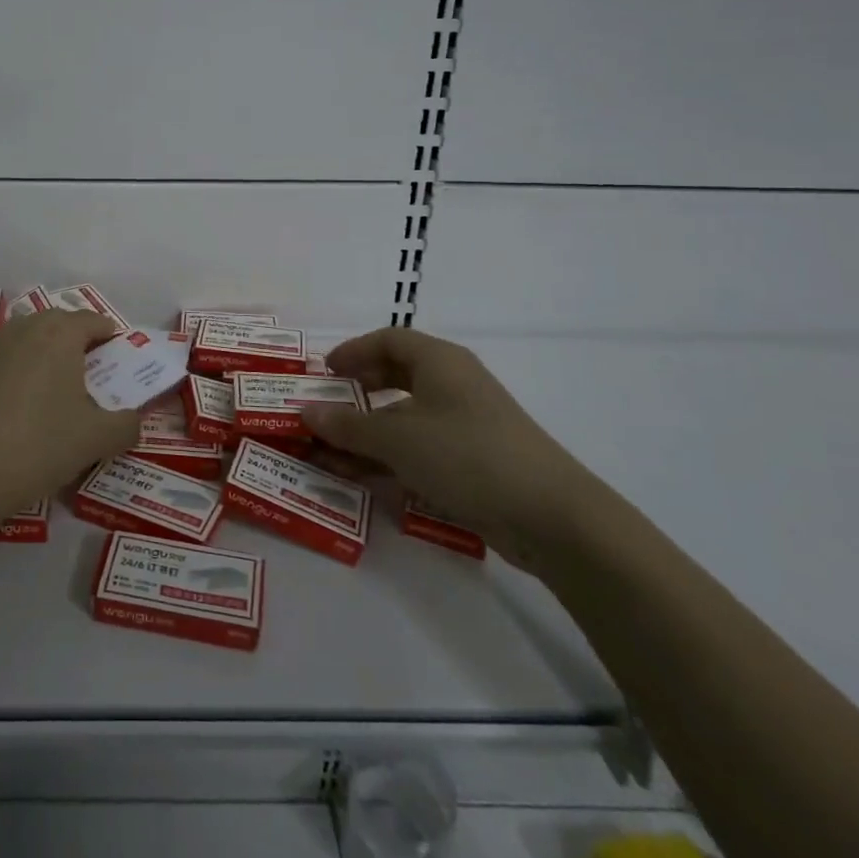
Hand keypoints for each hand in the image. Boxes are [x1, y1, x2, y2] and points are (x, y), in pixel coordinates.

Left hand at [0, 310, 138, 532]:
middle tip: (85, 380)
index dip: (109, 336)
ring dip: (38, 359)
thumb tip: (131, 421)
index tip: (117, 359)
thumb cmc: (38, 447)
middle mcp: (21, 328)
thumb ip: (126, 426)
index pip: (92, 320)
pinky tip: (6, 414)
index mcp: (59, 333)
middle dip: (73, 345)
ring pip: (22, 342)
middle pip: (56, 326)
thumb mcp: (97, 440)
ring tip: (45, 398)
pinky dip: (7, 378)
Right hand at [301, 327, 606, 569]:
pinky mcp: (474, 461)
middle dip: (357, 393)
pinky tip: (363, 479)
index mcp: (439, 362)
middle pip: (396, 376)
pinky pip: (420, 449)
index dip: (353, 351)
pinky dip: (389, 458)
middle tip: (325, 409)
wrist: (552, 517)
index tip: (324, 372)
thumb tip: (306, 411)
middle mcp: (453, 385)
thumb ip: (348, 425)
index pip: (388, 340)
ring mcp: (465, 425)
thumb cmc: (468, 456)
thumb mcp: (398, 439)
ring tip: (329, 454)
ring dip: (366, 433)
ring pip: (405, 417)